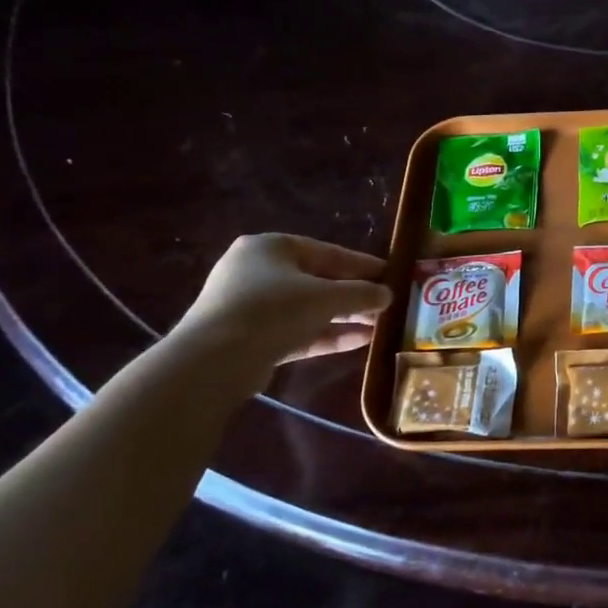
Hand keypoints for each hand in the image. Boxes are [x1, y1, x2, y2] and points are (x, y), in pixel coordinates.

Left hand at [174, 234, 390, 368]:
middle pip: (318, 281)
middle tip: (387, 304)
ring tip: (380, 326)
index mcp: (271, 247)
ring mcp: (253, 306)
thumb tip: (388, 294)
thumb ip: (361, 293)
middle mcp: (258, 271)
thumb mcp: (326, 296)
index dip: (363, 264)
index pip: (327, 252)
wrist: (215, 360)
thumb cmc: (273, 309)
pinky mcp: (254, 338)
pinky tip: (361, 342)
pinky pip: (298, 331)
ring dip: (345, 317)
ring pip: (309, 308)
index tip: (392, 274)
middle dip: (354, 295)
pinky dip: (327, 335)